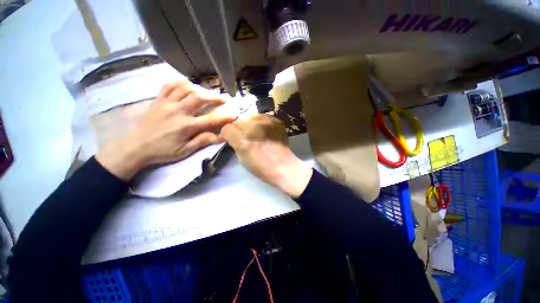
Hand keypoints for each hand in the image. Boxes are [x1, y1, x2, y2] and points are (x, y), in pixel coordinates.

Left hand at [96, 79, 235, 180]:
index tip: (234, 114)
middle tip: (222, 98)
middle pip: (199, 97)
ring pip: (185, 88)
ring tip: (206, 93)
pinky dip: (180, 82)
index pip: (210, 119)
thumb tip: (220, 136)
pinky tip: (187, 85)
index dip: (224, 117)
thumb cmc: (162, 151)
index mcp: (186, 126)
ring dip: (199, 88)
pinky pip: (169, 85)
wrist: (135, 147)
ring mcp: (166, 103)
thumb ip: (202, 141)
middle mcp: (177, 111)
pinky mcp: (158, 100)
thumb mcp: (185, 151)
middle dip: (214, 96)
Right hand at [219, 115, 312, 197]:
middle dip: (238, 129)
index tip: (229, 138)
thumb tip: (233, 138)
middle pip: (238, 121)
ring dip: (249, 124)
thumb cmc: (262, 168)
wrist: (284, 167)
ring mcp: (266, 122)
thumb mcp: (242, 159)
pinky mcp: (276, 121)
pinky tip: (264, 130)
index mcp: (242, 139)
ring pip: (250, 117)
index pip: (227, 128)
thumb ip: (236, 145)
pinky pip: (263, 117)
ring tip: (254, 132)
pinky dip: (261, 123)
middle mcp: (253, 127)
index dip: (226, 134)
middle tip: (243, 136)